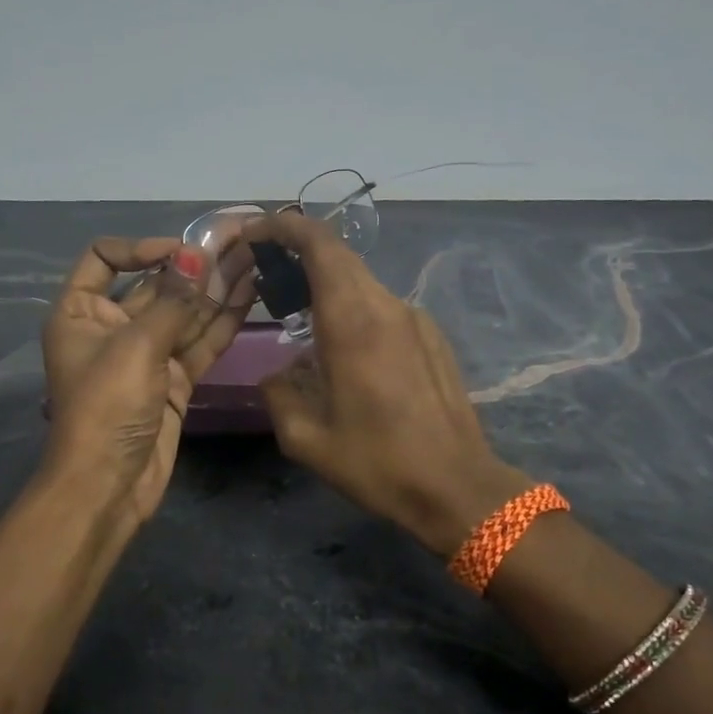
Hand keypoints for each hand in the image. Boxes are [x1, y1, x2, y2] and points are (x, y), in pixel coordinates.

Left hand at [41, 237, 251, 525]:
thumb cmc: (107, 406)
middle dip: (195, 266)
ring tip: (255, 259)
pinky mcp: (173, 380)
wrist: (109, 485)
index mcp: (81, 312)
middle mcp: (111, 327)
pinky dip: (222, 321)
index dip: (141, 248)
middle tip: (239, 243)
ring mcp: (146, 355)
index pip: (104, 259)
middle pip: (154, 285)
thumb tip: (197, 253)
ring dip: (216, 289)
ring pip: (184, 313)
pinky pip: (199, 342)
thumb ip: (173, 300)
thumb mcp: (136, 346)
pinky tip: (250, 295)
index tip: (182, 251)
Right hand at [239, 213, 530, 557]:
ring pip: (362, 281)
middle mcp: (387, 307)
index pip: (320, 245)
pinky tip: (343, 346)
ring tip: (299, 311)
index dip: (285, 226)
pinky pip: (383, 306)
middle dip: (299, 250)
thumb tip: (279, 374)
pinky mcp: (432, 336)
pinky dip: (353, 306)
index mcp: (353, 323)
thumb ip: (279, 394)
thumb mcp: (306, 440)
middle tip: (267, 270)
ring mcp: (415, 319)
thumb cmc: (378, 463)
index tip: (255, 232)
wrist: (457, 487)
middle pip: (340, 256)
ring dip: (326, 282)